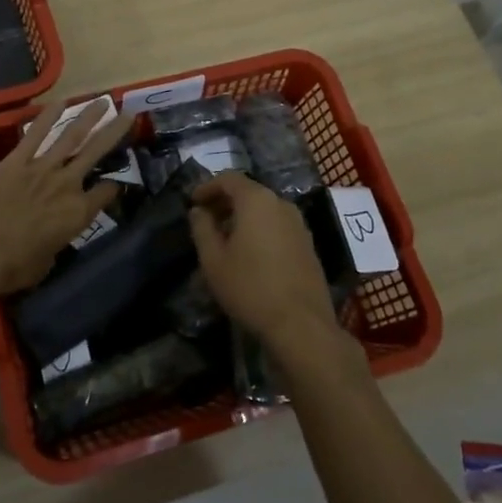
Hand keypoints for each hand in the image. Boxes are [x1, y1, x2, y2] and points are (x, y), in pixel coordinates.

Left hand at [0, 98, 135, 293]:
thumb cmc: (13, 267)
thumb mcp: (47, 263)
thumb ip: (55, 243)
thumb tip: (50, 237)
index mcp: (78, 213)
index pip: (107, 192)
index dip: (114, 187)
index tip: (115, 184)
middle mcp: (67, 184)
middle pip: (97, 152)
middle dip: (115, 132)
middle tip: (129, 114)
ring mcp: (42, 168)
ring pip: (71, 136)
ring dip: (89, 117)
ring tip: (103, 101)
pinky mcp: (17, 160)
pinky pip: (36, 134)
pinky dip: (48, 116)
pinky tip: (60, 101)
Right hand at [187, 174, 342, 354]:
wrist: (301, 324)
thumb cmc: (250, 287)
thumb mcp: (213, 260)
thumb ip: (202, 229)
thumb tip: (198, 211)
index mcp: (256, 200)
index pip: (228, 178)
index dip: (207, 187)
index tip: (193, 202)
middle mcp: (281, 203)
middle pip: (248, 192)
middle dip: (225, 202)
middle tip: (206, 221)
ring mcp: (299, 224)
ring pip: (265, 209)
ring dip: (243, 217)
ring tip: (226, 239)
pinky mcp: (308, 244)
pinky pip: (278, 225)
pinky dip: (261, 229)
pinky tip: (251, 253)